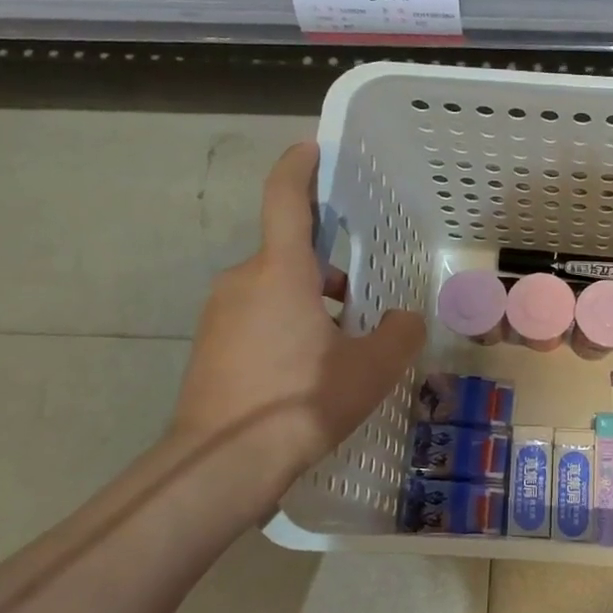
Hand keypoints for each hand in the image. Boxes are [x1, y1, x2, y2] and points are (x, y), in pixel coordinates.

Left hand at [169, 142, 424, 499]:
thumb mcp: (370, 369)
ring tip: (342, 348)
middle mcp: (242, 280)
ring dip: (309, 302)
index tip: (313, 149)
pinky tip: (307, 372)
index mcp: (280, 272)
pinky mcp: (208, 345)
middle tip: (364, 303)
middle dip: (328, 270)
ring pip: (274, 288)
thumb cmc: (300, 402)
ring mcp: (219, 313)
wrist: (222, 463)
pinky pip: (256, 316)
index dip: (300, 168)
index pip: (285, 199)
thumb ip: (398, 334)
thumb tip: (403, 319)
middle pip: (290, 254)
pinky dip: (285, 326)